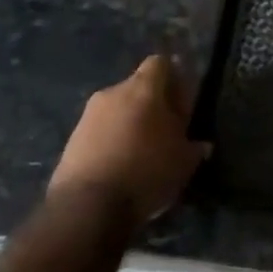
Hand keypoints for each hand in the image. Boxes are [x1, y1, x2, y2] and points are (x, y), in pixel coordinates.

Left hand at [51, 55, 210, 224]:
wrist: (86, 208)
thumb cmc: (146, 172)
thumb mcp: (183, 162)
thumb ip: (194, 147)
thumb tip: (202, 145)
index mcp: (143, 88)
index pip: (160, 63)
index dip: (173, 79)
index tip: (182, 102)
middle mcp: (113, 93)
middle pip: (137, 88)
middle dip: (151, 105)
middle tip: (165, 132)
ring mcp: (87, 116)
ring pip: (116, 110)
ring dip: (129, 124)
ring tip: (141, 154)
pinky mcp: (70, 141)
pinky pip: (99, 132)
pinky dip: (110, 142)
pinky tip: (119, 168)